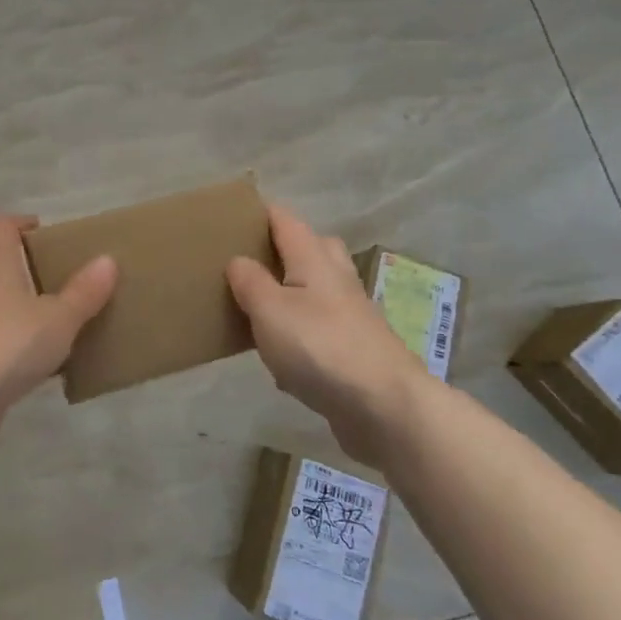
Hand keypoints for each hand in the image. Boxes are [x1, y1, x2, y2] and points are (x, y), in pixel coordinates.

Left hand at [0, 214, 117, 432]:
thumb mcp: (59, 319)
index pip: (0, 225)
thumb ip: (84, 292)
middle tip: (59, 281)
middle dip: (25, 268)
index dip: (20, 222)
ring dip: (18, 306)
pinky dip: (11, 338)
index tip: (44, 232)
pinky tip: (37, 361)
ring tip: (53, 323)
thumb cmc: (9, 344)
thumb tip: (107, 260)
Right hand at [227, 205, 428, 462]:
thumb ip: (250, 282)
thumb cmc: (320, 347)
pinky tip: (281, 356)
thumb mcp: (270, 310)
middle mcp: (337, 280)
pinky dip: (301, 332)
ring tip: (258, 304)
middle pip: (313, 249)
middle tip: (249, 258)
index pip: (287, 221)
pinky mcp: (355, 351)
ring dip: (292, 290)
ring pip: (319, 289)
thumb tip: (238, 260)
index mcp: (314, 260)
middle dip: (283, 247)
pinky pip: (322, 329)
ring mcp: (351, 316)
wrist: (385, 407)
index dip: (262, 213)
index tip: (234, 214)